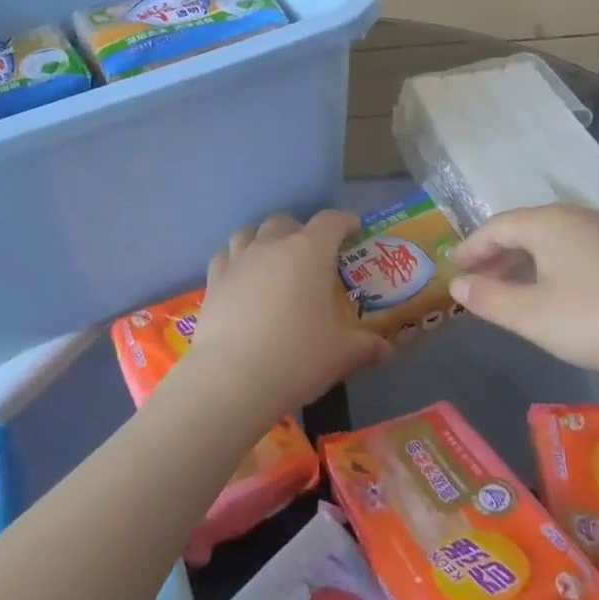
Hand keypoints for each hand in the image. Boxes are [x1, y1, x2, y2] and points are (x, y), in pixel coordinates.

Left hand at [179, 211, 390, 424]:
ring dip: (264, 240)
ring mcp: (238, 260)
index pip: (330, 221)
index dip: (344, 222)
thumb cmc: (296, 358)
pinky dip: (236, 260)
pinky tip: (242, 279)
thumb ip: (366, 347)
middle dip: (301, 232)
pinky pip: (226, 256)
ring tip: (273, 262)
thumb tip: (385, 349)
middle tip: (312, 257)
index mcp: (309, 252)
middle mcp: (272, 245)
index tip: (353, 231)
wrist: (232, 378)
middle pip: (286, 222)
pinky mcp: (213, 279)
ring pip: (250, 232)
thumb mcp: (341, 355)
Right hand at [447, 203, 598, 381]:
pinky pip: (575, 251)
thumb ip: (489, 298)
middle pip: (523, 229)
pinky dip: (552, 267)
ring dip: (524, 262)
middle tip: (476, 280)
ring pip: (551, 241)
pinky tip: (555, 293)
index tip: (454, 267)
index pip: (496, 227)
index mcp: (546, 223)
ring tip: (511, 289)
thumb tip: (458, 284)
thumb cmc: (598, 318)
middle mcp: (575, 217)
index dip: (472, 247)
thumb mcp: (532, 315)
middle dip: (496, 254)